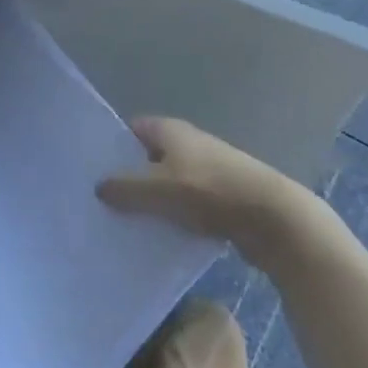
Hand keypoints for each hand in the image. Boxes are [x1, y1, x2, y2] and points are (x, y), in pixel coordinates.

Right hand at [97, 116, 290, 246]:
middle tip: (104, 201)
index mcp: (171, 130)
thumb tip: (99, 187)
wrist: (273, 219)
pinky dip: (175, 217)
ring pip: (169, 183)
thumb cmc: (209, 192)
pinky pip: (188, 205)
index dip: (113, 145)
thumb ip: (124, 187)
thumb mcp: (157, 188)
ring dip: (153, 201)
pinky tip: (161, 238)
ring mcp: (208, 170)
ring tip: (127, 224)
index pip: (132, 128)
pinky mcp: (223, 198)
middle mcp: (189, 144)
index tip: (93, 169)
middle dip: (130, 176)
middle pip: (150, 157)